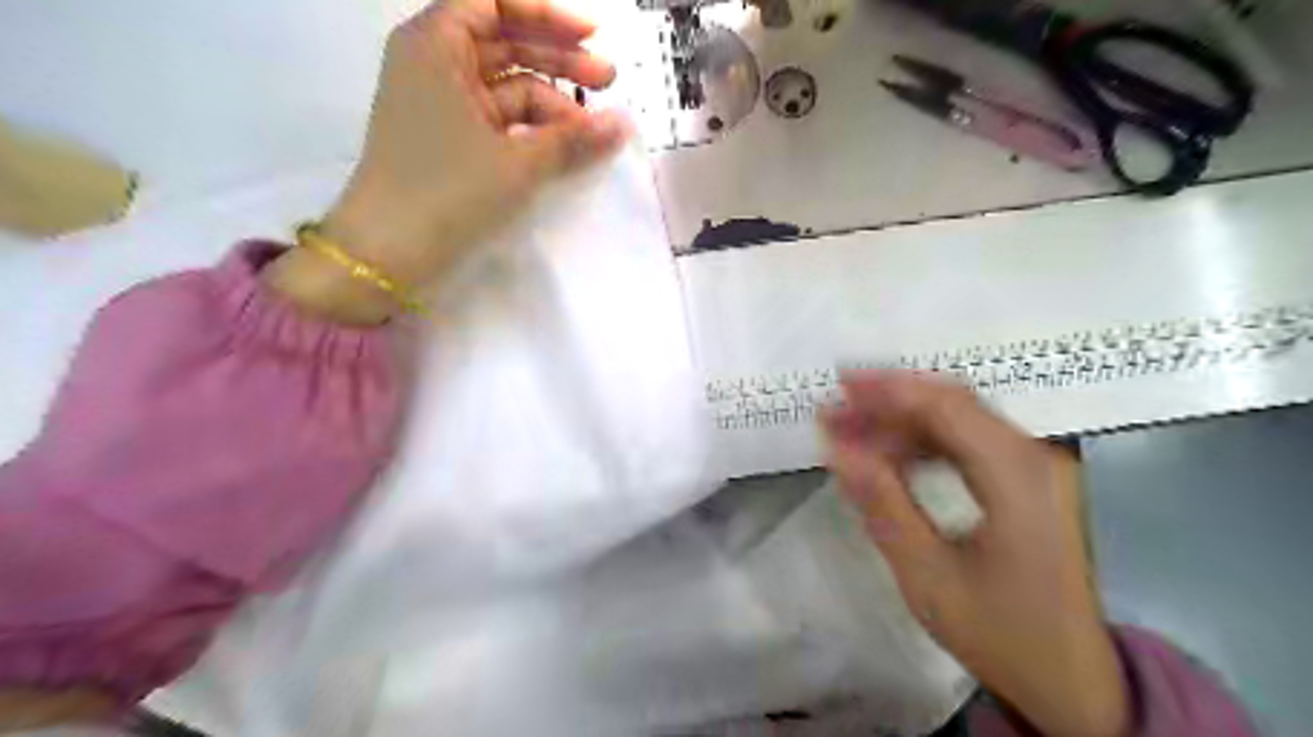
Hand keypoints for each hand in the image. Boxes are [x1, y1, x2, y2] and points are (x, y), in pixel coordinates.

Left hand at [268, 0, 628, 320]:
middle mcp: (434, 65)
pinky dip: (532, 130)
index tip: (592, 34)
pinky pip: (499, 121)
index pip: (494, 3)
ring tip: (593, 132)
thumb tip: (624, 124)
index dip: (545, 14)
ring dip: (552, 104)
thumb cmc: (448, 191)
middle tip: (609, 82)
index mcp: (436, 44)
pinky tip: (563, 148)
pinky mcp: (450, 142)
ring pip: (507, 88)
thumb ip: (574, 139)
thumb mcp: (519, 162)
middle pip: (505, 44)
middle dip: (560, 60)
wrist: (388, 254)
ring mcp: (441, 106)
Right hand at [816, 370, 1128, 735]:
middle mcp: (1034, 458)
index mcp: (1019, 477)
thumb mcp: (929, 575)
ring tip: (850, 433)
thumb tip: (836, 449)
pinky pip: (966, 443)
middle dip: (887, 402)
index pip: (946, 406)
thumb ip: (883, 504)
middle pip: (951, 405)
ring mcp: (1034, 467)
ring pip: (956, 421)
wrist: (1072, 681)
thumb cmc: (1002, 634)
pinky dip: (921, 443)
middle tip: (835, 411)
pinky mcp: (1027, 480)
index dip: (888, 389)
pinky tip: (888, 457)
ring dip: (900, 422)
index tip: (839, 385)